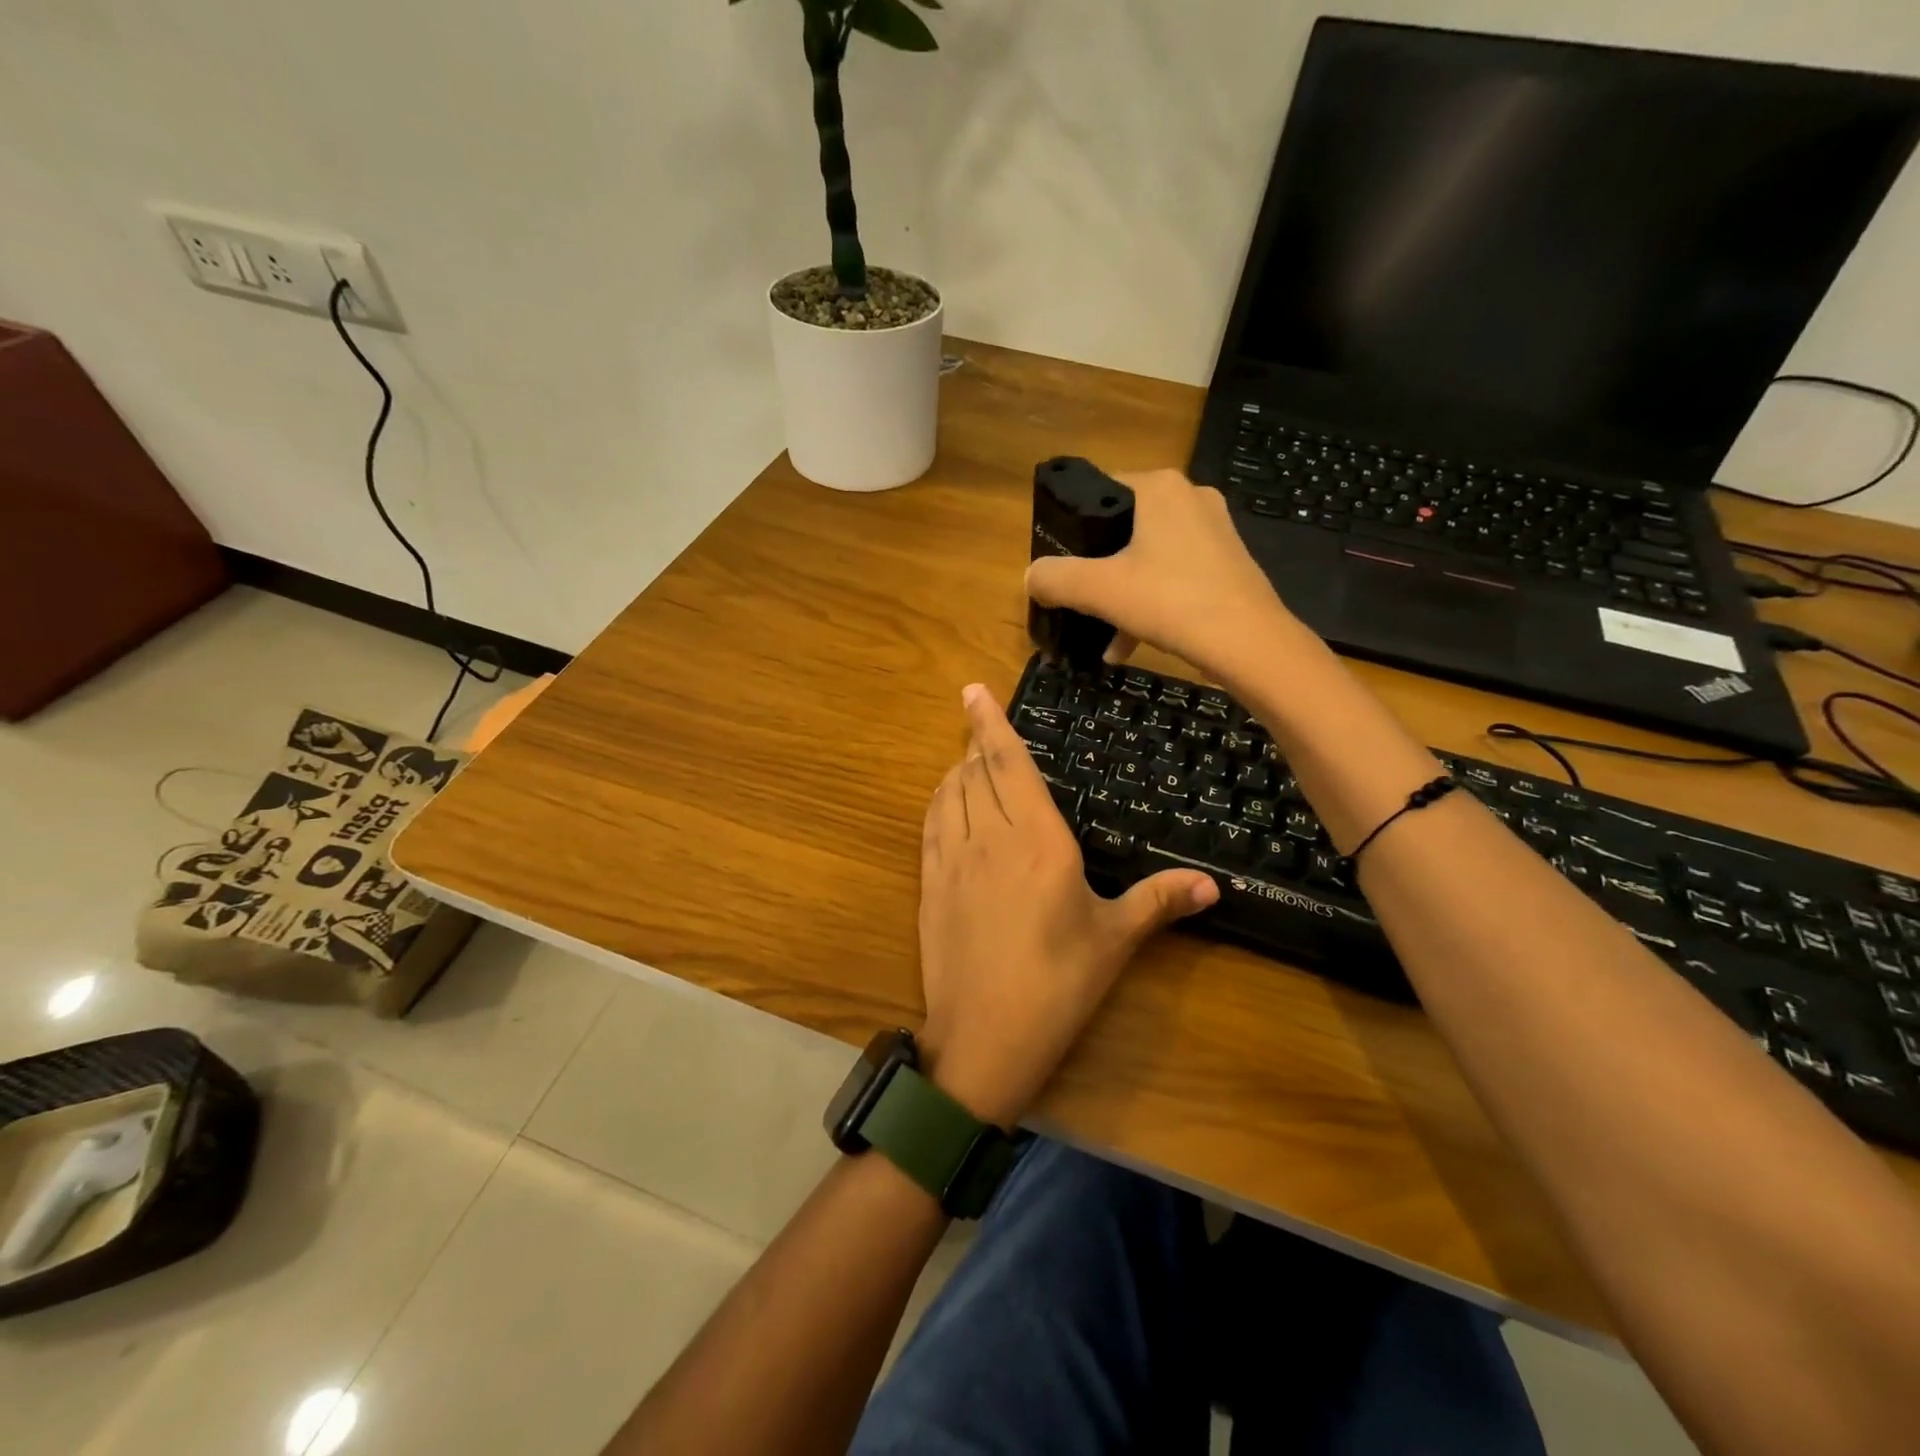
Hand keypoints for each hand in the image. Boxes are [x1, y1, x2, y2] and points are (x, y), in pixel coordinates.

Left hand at [916, 684, 1217, 1126]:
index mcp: (1039, 840)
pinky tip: (948, 801)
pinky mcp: (929, 883)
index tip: (973, 690)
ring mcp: (952, 859)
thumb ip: (1159, 901)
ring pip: (948, 792)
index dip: (991, 722)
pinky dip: (939, 800)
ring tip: (971, 760)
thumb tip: (1214, 883)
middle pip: (976, 770)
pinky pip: (930, 823)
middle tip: (984, 727)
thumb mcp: (1114, 940)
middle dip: (979, 742)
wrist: (984, 1037)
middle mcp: (990, 837)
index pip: (1010, 764)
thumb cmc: (1058, 986)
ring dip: (958, 769)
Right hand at [1024, 468, 1296, 686]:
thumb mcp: (1099, 590)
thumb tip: (1031, 577)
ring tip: (1101, 634)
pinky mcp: (1228, 562)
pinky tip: (1128, 645)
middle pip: (1122, 527)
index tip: (1058, 563)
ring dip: (1120, 594)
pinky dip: (1149, 603)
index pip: (1099, 489)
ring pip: (1148, 556)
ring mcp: (1214, 530)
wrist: (1249, 643)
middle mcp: (1189, 496)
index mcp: (1159, 487)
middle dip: (1097, 568)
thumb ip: (1055, 578)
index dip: (1071, 527)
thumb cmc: (1170, 602)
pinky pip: (1174, 575)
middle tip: (1077, 598)